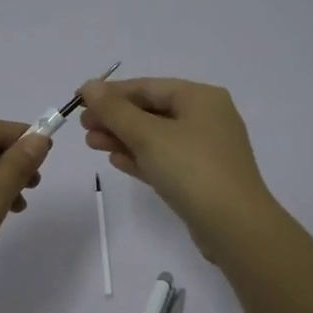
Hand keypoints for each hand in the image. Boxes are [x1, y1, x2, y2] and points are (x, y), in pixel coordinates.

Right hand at [79, 78, 279, 259]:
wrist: (234, 226)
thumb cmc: (191, 169)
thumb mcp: (148, 135)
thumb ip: (115, 110)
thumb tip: (90, 86)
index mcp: (201, 98)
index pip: (148, 86)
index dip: (111, 92)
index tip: (79, 99)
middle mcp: (207, 118)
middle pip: (152, 111)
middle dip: (115, 118)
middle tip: (83, 127)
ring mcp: (206, 150)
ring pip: (156, 137)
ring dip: (123, 138)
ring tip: (91, 144)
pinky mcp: (201, 178)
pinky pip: (165, 160)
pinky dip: (140, 158)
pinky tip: (116, 161)